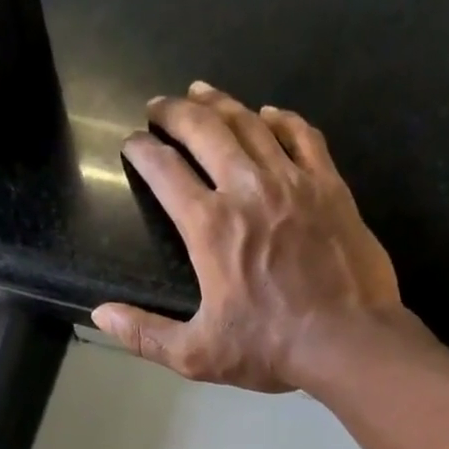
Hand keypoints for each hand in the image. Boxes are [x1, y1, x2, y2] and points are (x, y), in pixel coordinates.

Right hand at [92, 81, 404, 393]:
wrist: (348, 340)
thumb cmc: (270, 349)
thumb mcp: (198, 355)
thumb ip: (146, 334)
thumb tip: (100, 315)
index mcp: (210, 227)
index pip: (165, 171)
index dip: (143, 151)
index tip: (132, 144)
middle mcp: (247, 188)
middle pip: (205, 130)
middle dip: (175, 112)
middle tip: (159, 106)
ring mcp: (292, 181)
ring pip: (250, 123)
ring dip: (221, 104)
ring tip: (202, 93)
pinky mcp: (329, 185)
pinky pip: (302, 135)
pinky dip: (280, 119)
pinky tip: (269, 114)